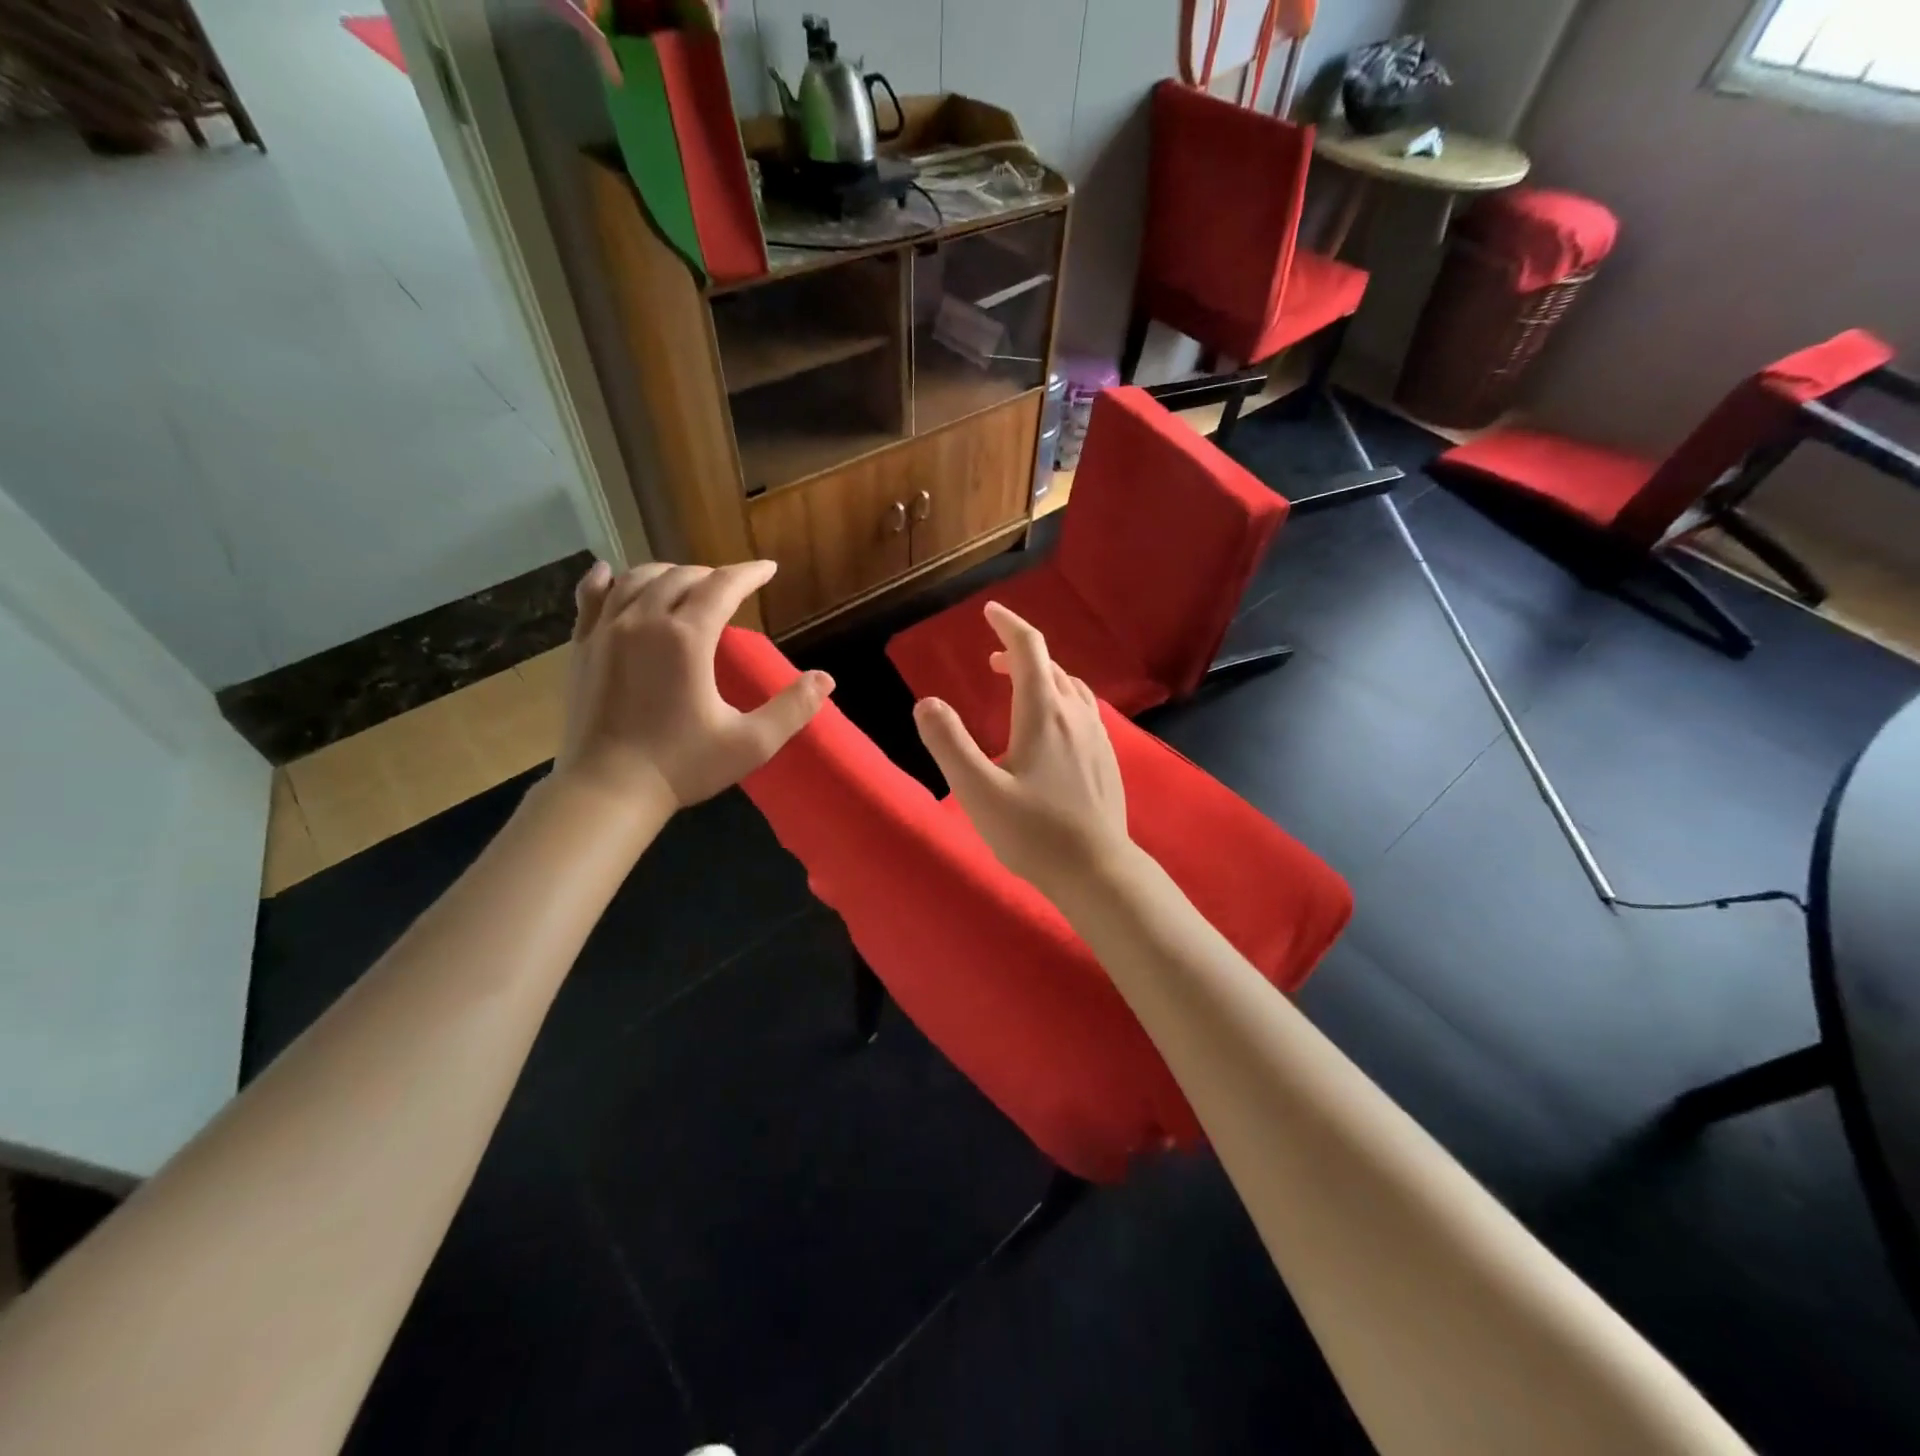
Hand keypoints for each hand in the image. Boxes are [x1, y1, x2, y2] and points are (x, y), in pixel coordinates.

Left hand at [555, 560, 831, 814]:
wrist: (607, 791)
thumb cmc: (682, 767)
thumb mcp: (751, 743)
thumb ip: (792, 708)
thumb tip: (826, 679)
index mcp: (687, 638)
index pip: (723, 586)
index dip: (748, 573)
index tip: (767, 568)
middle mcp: (644, 621)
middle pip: (681, 577)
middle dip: (712, 575)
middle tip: (731, 587)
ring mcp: (606, 631)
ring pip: (637, 579)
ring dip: (667, 574)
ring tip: (686, 583)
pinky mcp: (581, 647)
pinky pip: (591, 597)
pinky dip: (606, 581)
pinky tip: (611, 574)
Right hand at [912, 601, 1131, 899]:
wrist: (1097, 870)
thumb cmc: (1033, 833)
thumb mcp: (978, 791)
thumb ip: (949, 744)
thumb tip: (927, 703)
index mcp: (1044, 714)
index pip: (1029, 649)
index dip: (1008, 624)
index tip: (989, 611)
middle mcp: (1075, 715)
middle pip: (1050, 666)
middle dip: (1020, 652)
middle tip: (993, 658)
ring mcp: (1097, 736)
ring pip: (1070, 687)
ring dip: (1043, 675)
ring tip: (1020, 685)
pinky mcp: (1106, 757)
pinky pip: (1083, 709)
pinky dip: (1061, 697)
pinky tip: (1052, 724)